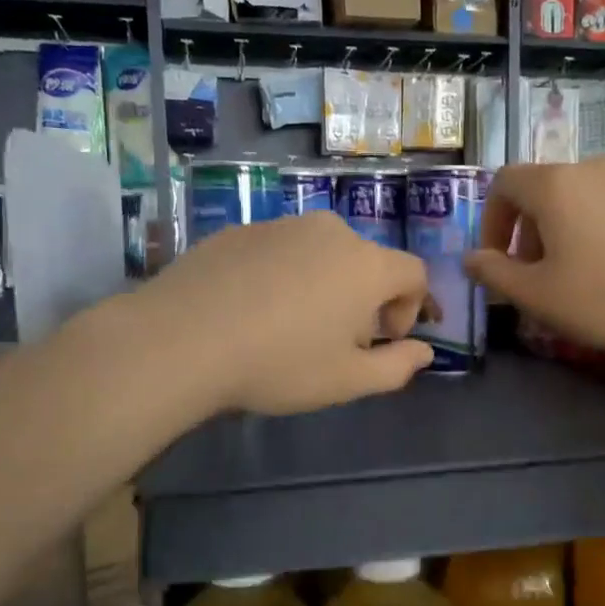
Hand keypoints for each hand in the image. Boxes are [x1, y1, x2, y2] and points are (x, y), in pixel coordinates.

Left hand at [136, 213, 433, 415]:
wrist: (180, 340)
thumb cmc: (278, 364)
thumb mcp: (347, 381)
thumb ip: (397, 366)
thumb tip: (424, 353)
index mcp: (366, 265)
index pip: (414, 273)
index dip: (411, 308)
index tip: (383, 340)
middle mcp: (330, 232)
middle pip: (367, 261)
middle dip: (366, 299)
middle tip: (338, 340)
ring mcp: (281, 225)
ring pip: (322, 253)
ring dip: (324, 285)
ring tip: (291, 325)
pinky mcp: (240, 229)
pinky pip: (280, 251)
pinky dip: (283, 275)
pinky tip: (252, 310)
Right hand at [465, 159, 604, 365]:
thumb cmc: (602, 300)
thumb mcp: (535, 295)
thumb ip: (494, 272)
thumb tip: (471, 258)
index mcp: (555, 185)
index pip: (505, 183)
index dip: (491, 220)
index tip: (497, 259)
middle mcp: (593, 169)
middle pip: (544, 189)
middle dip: (528, 229)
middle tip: (533, 273)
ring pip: (581, 197)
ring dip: (563, 229)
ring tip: (573, 272)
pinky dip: (599, 228)